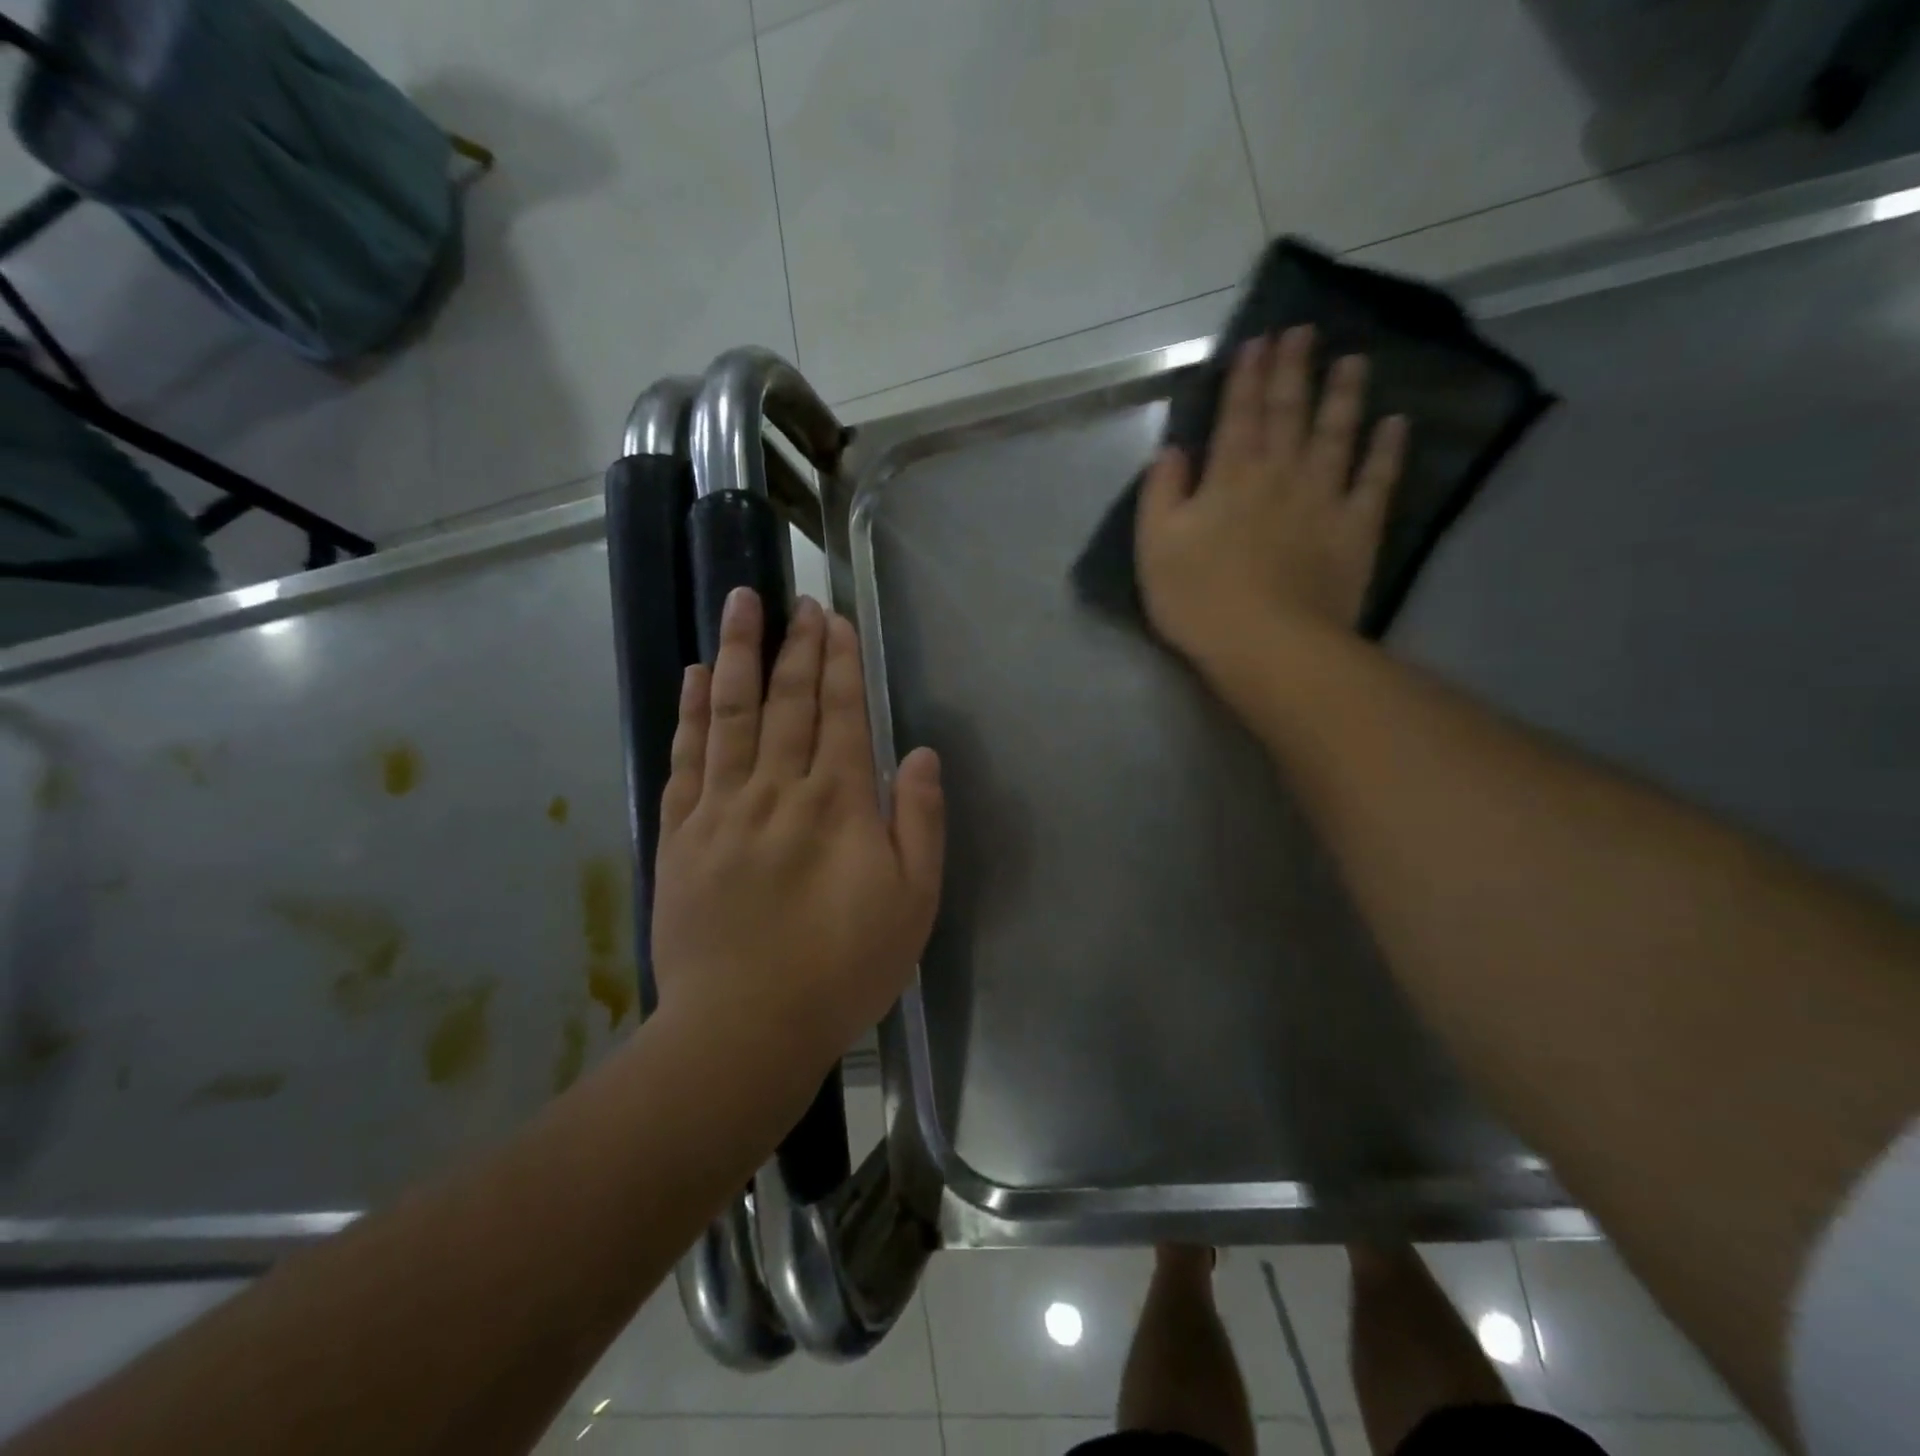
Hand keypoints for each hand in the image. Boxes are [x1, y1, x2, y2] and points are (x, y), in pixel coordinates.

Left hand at [651, 589, 944, 1077]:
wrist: (745, 1027)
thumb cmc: (843, 968)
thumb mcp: (913, 903)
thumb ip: (920, 821)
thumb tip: (919, 754)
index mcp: (838, 802)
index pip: (840, 712)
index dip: (839, 662)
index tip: (834, 619)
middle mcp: (778, 788)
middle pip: (787, 700)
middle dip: (795, 644)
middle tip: (796, 598)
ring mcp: (722, 807)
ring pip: (732, 714)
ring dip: (739, 654)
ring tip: (739, 604)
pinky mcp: (680, 833)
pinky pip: (686, 758)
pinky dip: (693, 712)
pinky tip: (697, 676)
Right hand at [1136, 326, 1408, 669]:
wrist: (1267, 644)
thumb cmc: (1198, 598)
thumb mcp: (1154, 546)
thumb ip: (1161, 493)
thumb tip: (1173, 451)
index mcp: (1229, 477)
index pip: (1238, 414)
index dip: (1246, 377)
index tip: (1258, 341)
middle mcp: (1280, 474)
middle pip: (1289, 412)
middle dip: (1293, 369)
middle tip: (1304, 331)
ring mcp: (1324, 498)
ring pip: (1336, 434)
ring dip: (1343, 394)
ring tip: (1352, 361)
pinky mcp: (1356, 529)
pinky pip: (1376, 480)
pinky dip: (1387, 449)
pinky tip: (1395, 423)